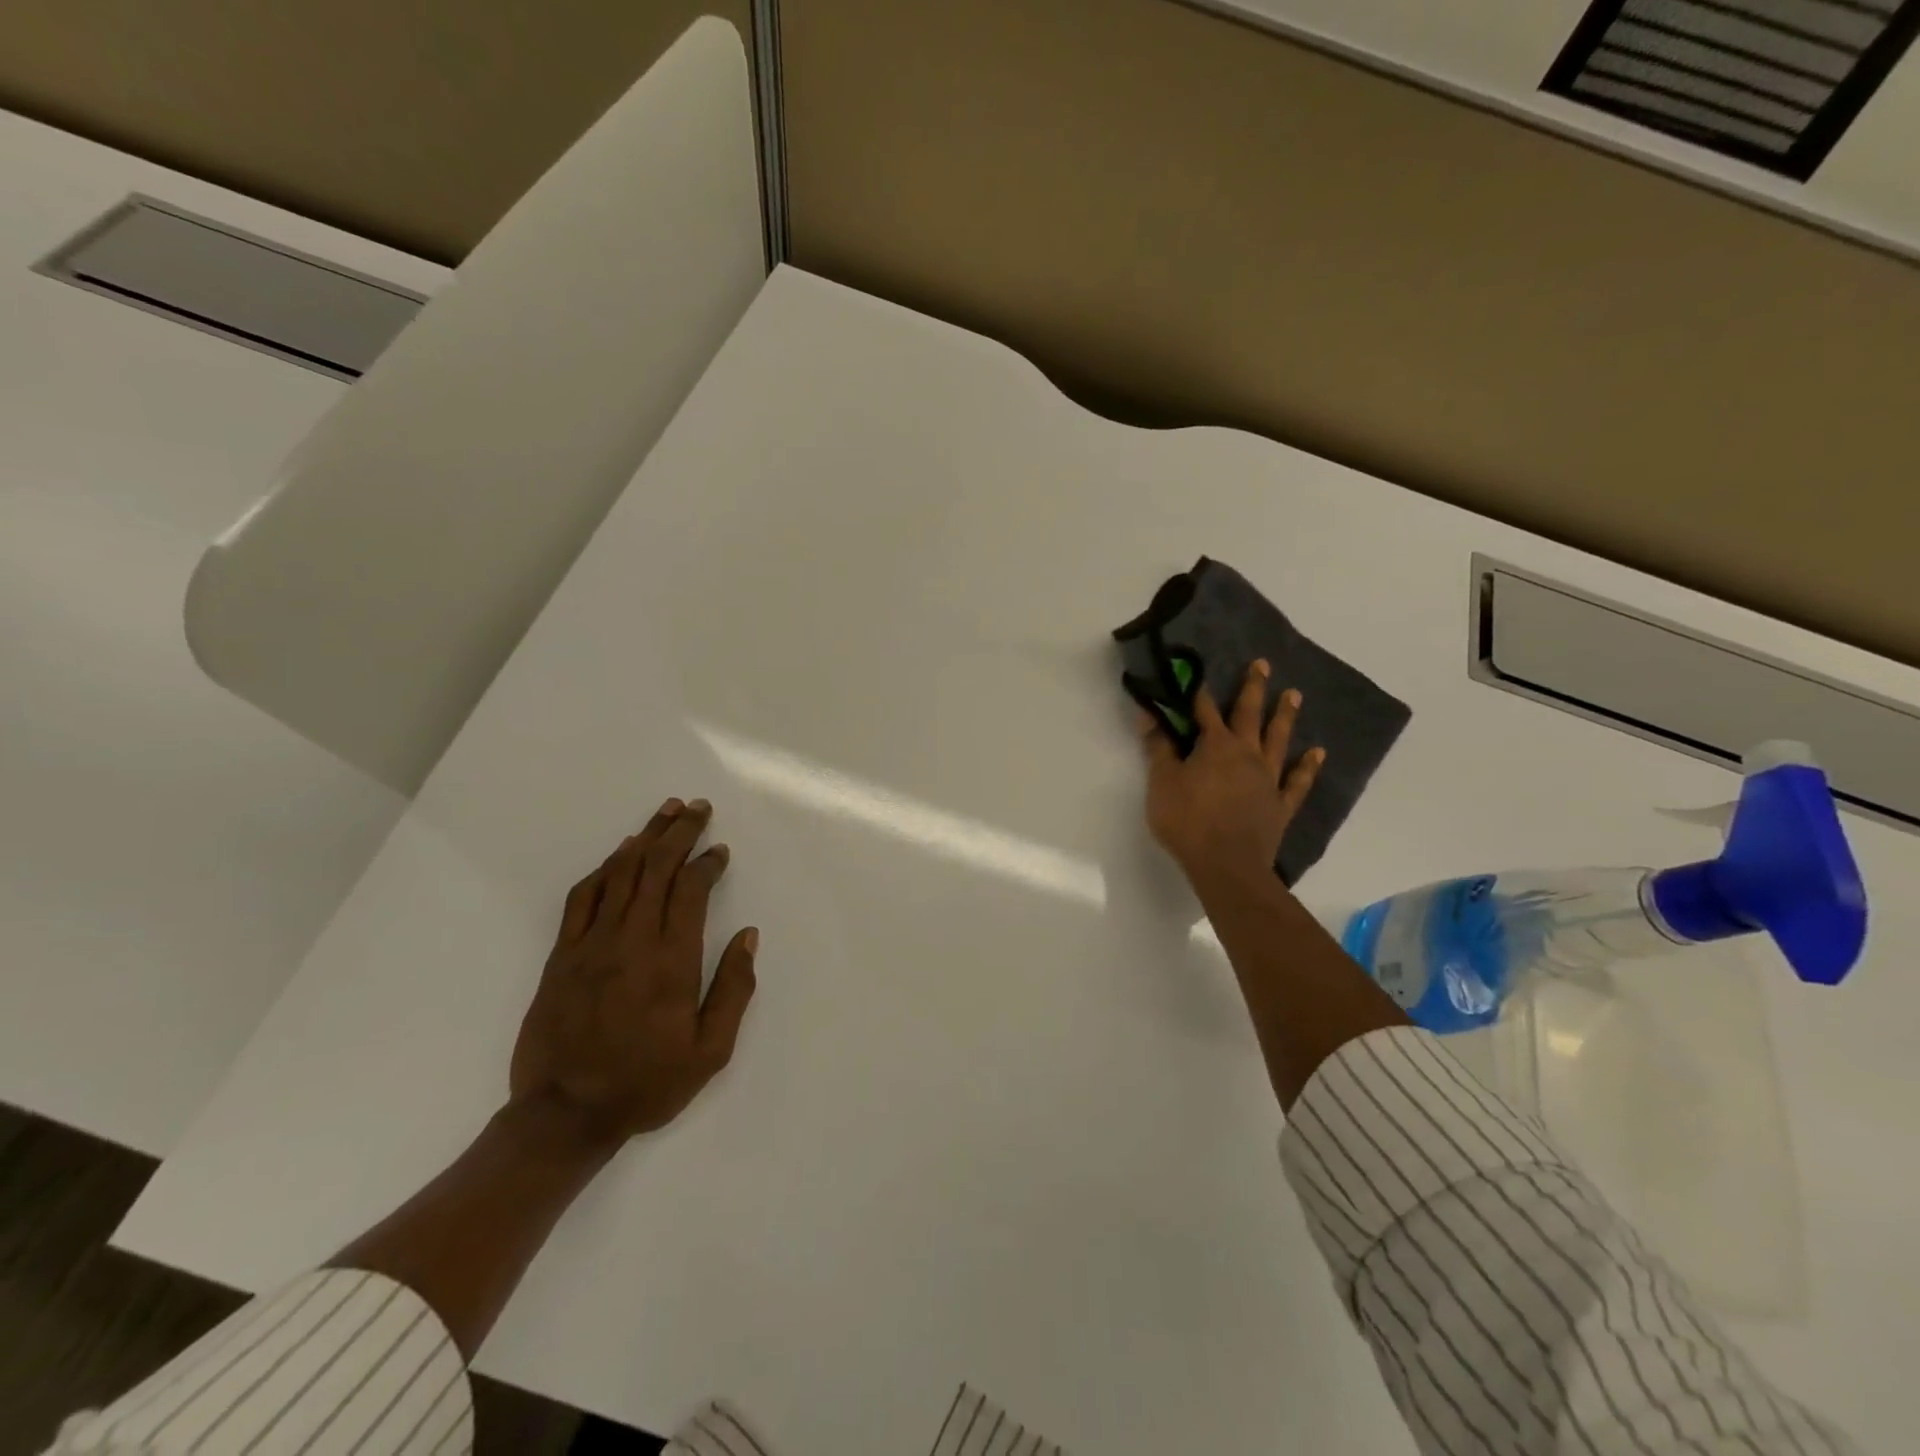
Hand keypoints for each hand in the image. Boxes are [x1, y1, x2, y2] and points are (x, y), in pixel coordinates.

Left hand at [509, 797, 758, 1148]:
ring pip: (620, 874)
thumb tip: (748, 936)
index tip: (720, 850)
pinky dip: (604, 869)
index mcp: (672, 961)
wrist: (564, 1115)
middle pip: (656, 868)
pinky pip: (583, 897)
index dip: (707, 862)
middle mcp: (632, 941)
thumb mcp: (710, 1051)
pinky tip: (619, 854)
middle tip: (696, 807)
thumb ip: (734, 989)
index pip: (691, 891)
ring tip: (664, 812)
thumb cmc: (647, 1083)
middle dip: (679, 832)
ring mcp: (592, 944)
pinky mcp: (563, 955)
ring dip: (645, 838)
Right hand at [1140, 661, 1323, 885]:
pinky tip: (1318, 753)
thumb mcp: (1162, 783)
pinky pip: (1298, 781)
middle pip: (1249, 714)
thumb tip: (1149, 715)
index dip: (1199, 692)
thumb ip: (1158, 748)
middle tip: (1263, 664)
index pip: (1204, 711)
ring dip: (1285, 716)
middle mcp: (1247, 754)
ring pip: (1278, 740)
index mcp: (1215, 746)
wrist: (1226, 865)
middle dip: (1253, 688)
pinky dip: (1308, 766)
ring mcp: (1268, 778)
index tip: (1198, 672)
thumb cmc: (1187, 821)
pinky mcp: (1280, 804)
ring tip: (1293, 695)